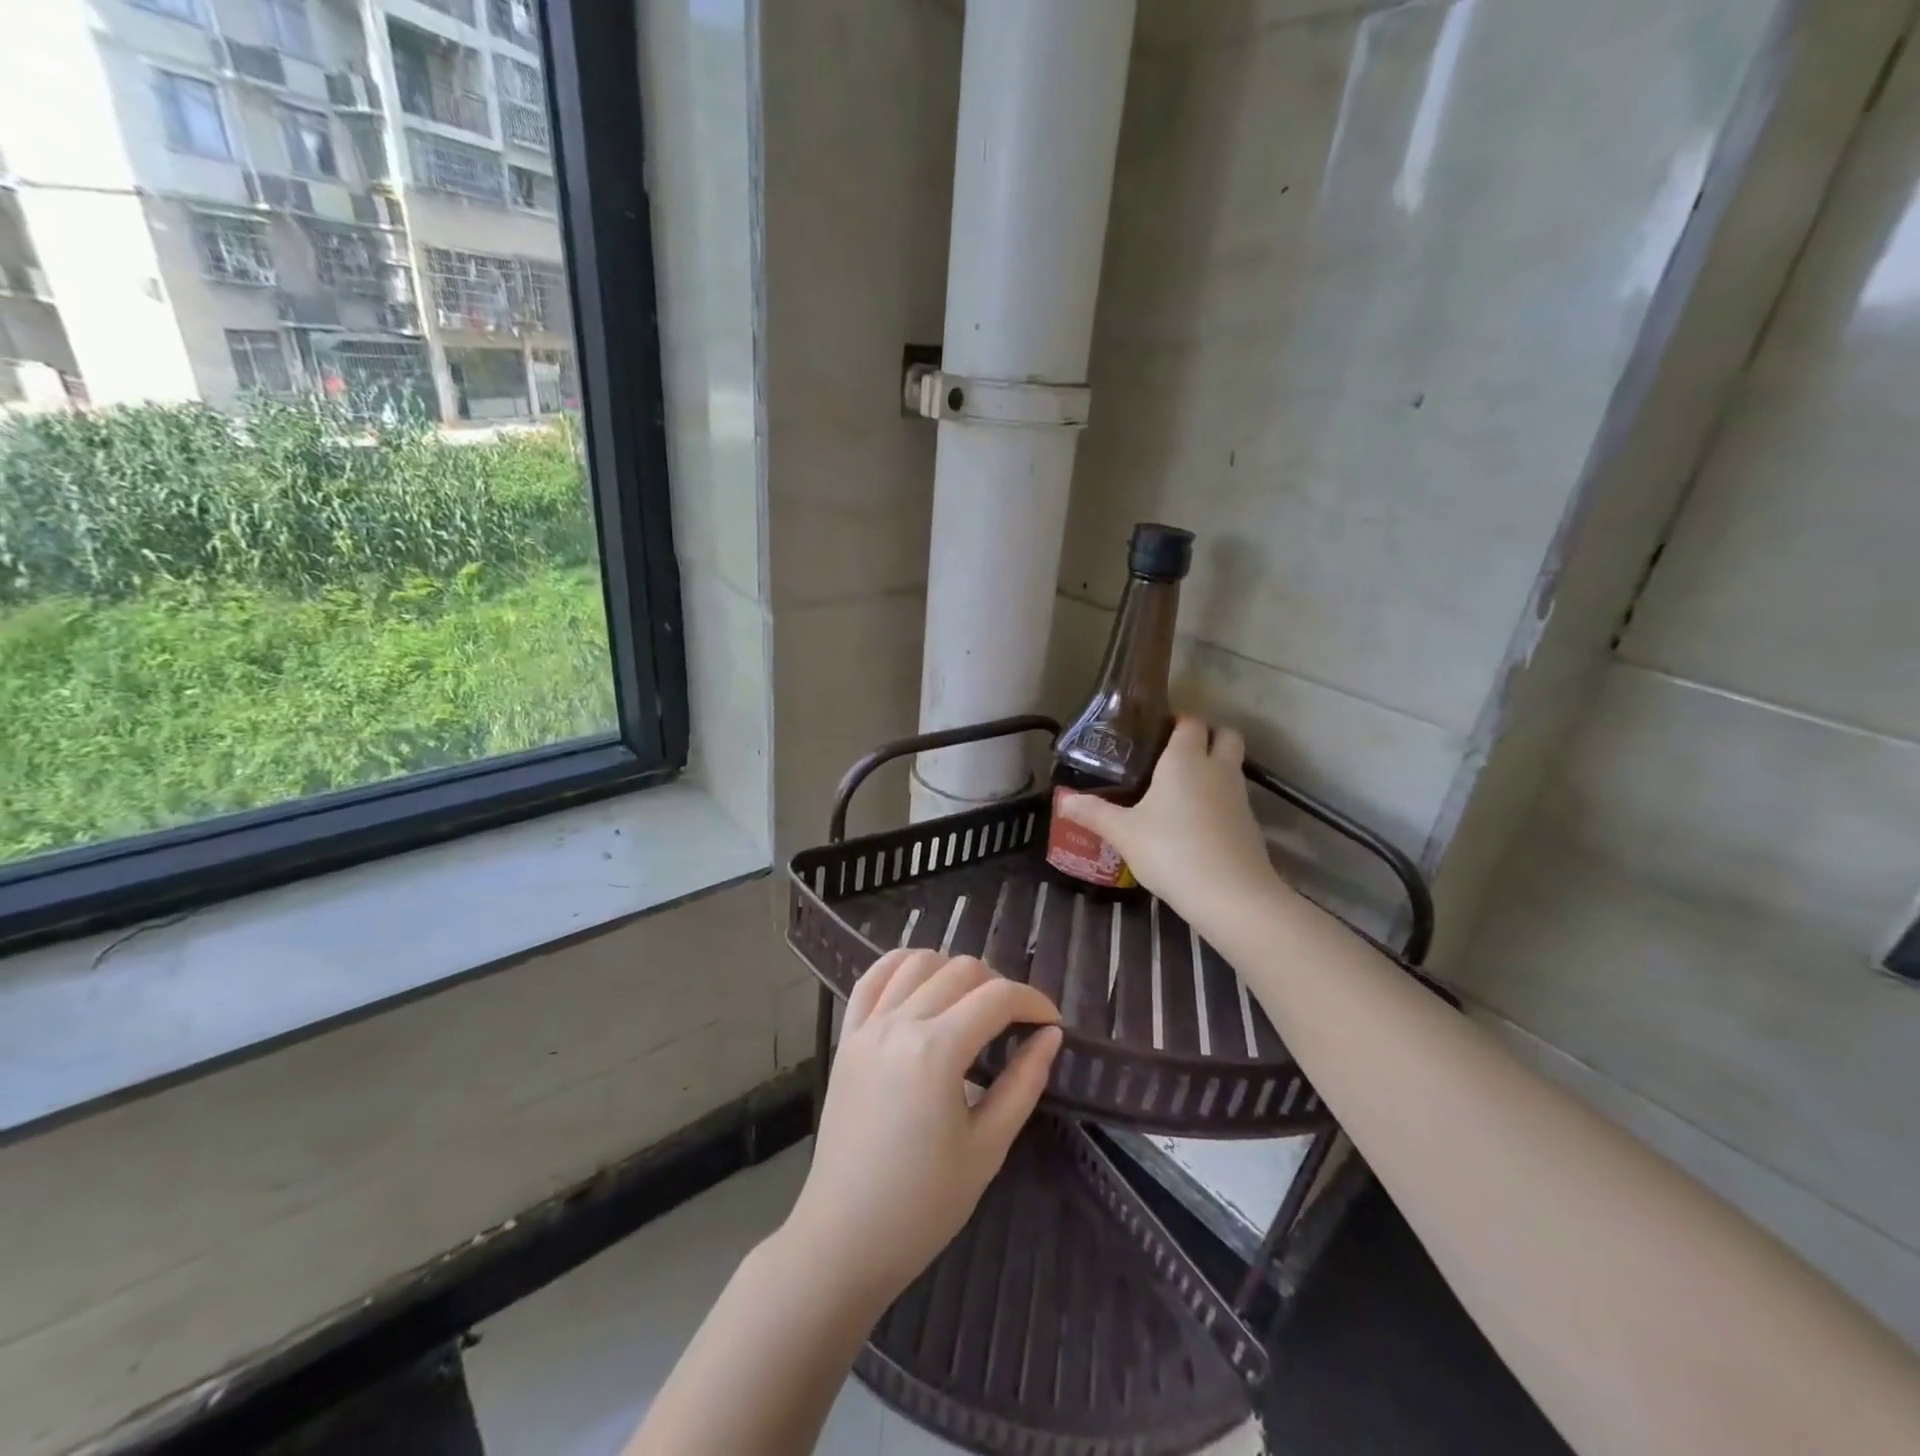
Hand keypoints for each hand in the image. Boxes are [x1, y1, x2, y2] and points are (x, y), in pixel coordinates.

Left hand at [780, 950, 1062, 1313]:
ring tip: (971, 1004)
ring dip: (953, 971)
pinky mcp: (847, 1038)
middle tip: (1016, 1024)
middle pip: (960, 970)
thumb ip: (1023, 1083)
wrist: (845, 1238)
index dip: (1033, 1001)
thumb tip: (1050, 1036)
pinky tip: (921, 978)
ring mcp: (868, 1027)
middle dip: (999, 986)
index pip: (997, 997)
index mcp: (936, 1051)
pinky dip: (900, 965)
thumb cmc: (924, 1205)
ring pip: (918, 963)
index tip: (1052, 1022)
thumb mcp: (987, 1148)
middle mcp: (899, 1024)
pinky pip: (872, 979)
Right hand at [1058, 716, 1278, 925]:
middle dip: (1208, 736)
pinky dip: (1220, 801)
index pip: (1190, 721)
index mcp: (1185, 759)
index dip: (1177, 721)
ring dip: (1215, 768)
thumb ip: (1094, 812)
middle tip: (1177, 754)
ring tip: (1182, 790)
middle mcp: (1217, 768)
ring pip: (1233, 766)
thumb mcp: (1123, 833)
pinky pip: (1235, 798)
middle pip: (1225, 735)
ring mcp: (1239, 796)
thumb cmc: (1170, 851)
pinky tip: (1197, 823)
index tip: (1155, 732)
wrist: (1230, 895)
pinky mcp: (1250, 824)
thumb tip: (1063, 800)